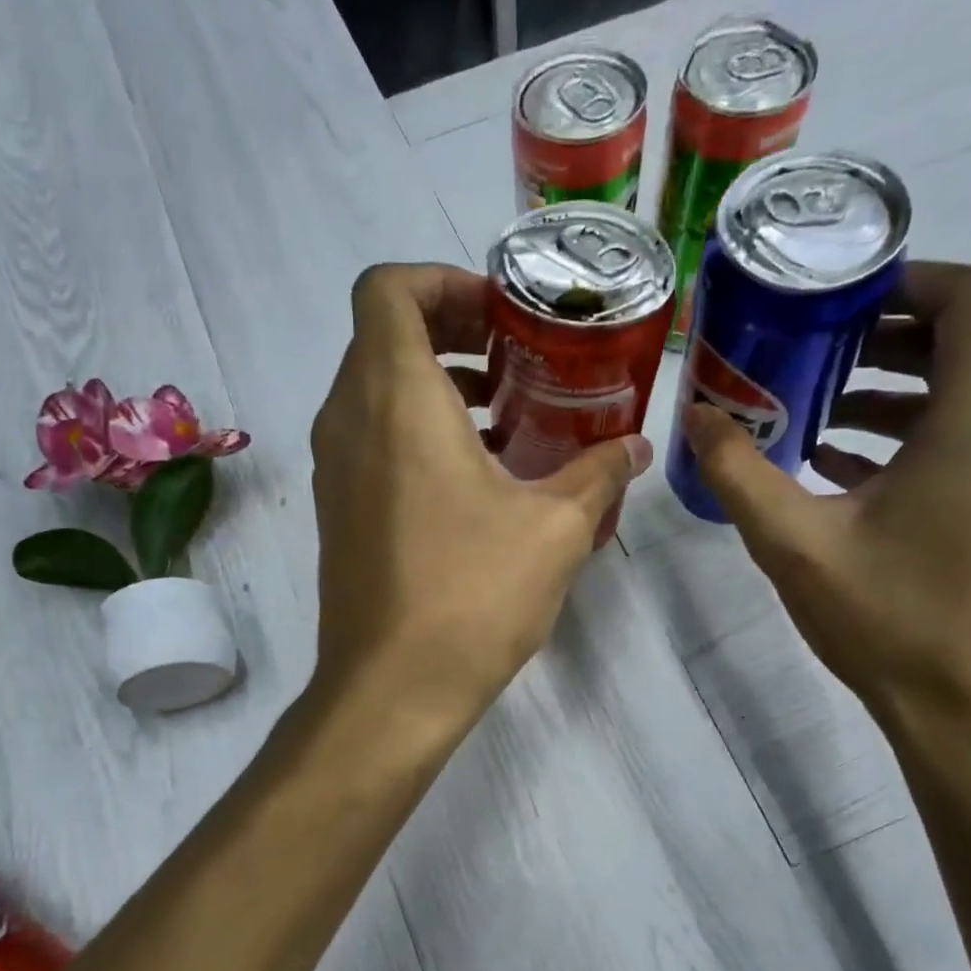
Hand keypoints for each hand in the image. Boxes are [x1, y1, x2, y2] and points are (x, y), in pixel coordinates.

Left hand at [308, 263, 651, 723]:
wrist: (392, 688)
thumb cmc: (472, 595)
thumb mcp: (556, 528)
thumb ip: (600, 472)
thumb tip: (635, 446)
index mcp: (395, 399)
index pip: (388, 288)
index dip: (443, 281)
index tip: (502, 315)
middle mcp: (348, 420)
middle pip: (383, 335)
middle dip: (451, 330)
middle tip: (517, 358)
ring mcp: (334, 469)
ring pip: (375, 390)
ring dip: (436, 385)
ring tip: (506, 416)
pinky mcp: (338, 510)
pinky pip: (370, 440)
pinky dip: (416, 431)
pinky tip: (476, 476)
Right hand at [682, 261, 970, 722]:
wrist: (970, 708)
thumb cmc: (887, 618)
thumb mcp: (793, 543)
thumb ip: (737, 470)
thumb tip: (694, 414)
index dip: (910, 280)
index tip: (841, 299)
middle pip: (968, 343)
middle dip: (885, 341)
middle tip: (809, 357)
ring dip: (896, 393)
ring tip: (816, 418)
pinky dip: (919, 435)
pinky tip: (848, 469)